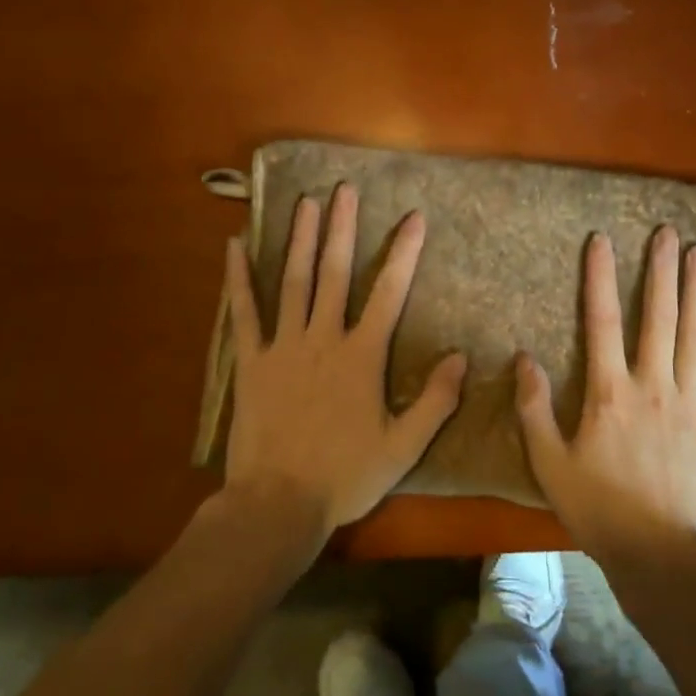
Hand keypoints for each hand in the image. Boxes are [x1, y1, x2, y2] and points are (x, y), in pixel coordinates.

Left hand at [222, 183, 466, 541]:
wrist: (276, 506)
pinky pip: (244, 313)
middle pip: (335, 272)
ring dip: (300, 239)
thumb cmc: (344, 476)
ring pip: (294, 281)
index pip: (389, 291)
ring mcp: (283, 346)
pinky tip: (234, 247)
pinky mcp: (251, 361)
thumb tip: (461, 358)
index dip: (404, 252)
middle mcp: (323, 338)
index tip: (414, 217)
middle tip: (345, 189)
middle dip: (342, 227)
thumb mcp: (403, 447)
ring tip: (306, 202)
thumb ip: (435, 402)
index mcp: (361, 355)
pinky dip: (238, 279)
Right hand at [515, 227, 695, 570]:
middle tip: (668, 232)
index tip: (602, 239)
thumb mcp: (549, 464)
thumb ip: (533, 408)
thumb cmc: (600, 511)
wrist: (662, 559)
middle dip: (661, 270)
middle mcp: (653, 384)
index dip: (599, 276)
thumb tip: (524, 356)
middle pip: (657, 315)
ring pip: (695, 334)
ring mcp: (692, 402)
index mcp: (610, 391)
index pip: (601, 320)